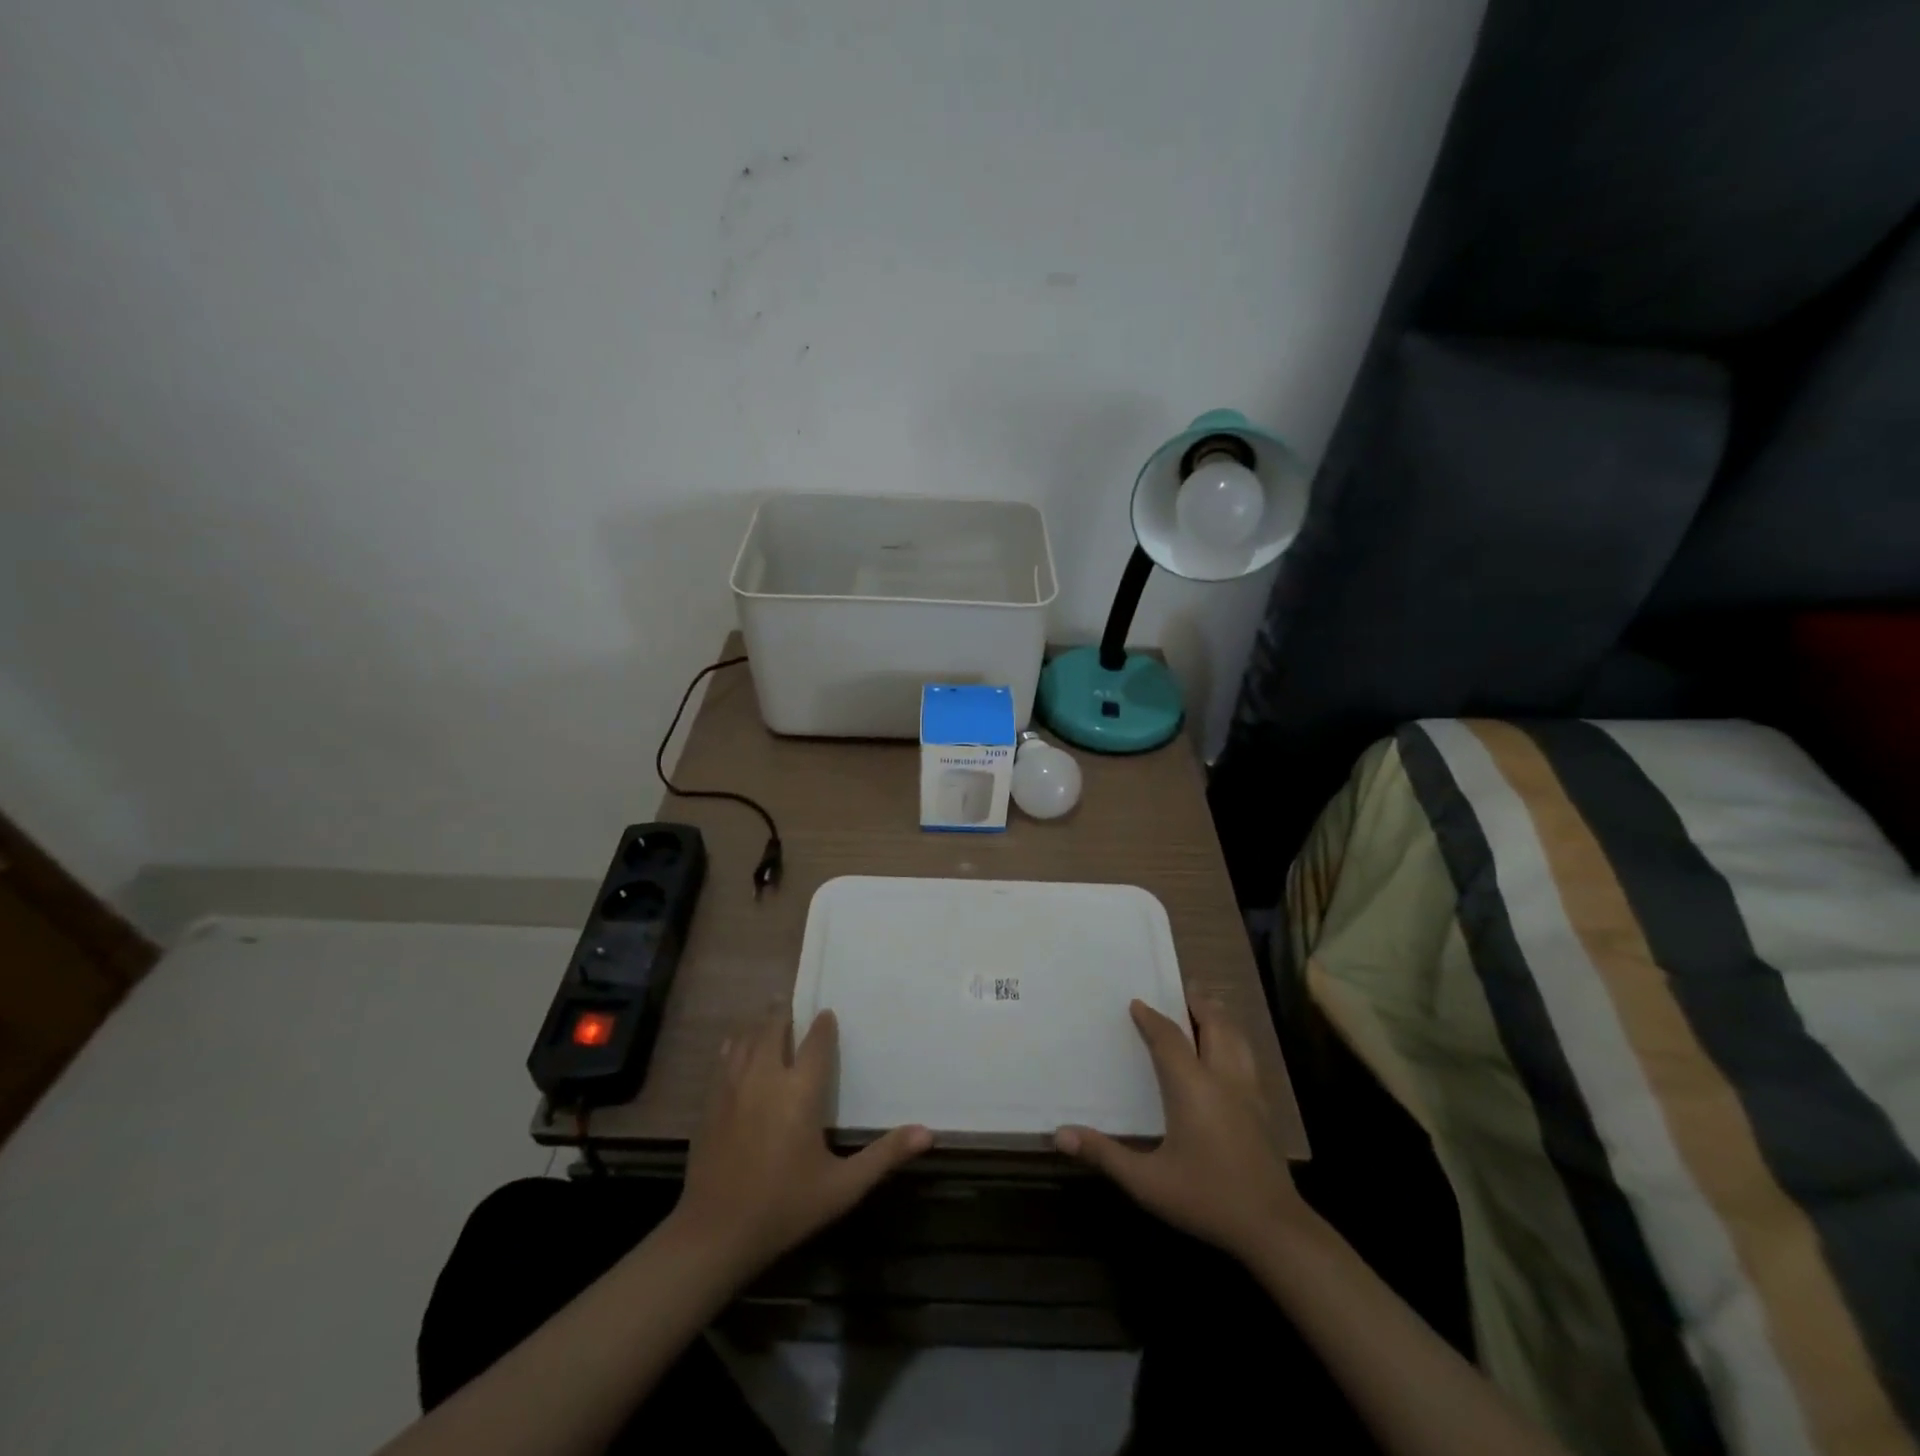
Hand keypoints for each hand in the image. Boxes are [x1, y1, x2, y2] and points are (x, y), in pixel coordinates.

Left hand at [672, 1009, 931, 1275]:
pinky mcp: (711, 1103)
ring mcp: (734, 1088)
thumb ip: (884, 1155)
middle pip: (775, 1030)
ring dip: (760, 1024)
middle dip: (785, 1014)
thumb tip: (928, 1133)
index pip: (816, 1043)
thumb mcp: (842, 1187)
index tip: (828, 1014)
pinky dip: (735, 1046)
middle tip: (793, 1001)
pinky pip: (724, 1060)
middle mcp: (767, 1078)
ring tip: (769, 1014)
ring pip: (747, 1039)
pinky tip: (736, 1045)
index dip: (823, 1025)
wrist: (715, 1234)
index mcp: (800, 1091)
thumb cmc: (785, 1207)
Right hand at [1056, 999, 1304, 1261]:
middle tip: (1184, 986)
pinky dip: (1235, 1040)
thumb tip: (1059, 1134)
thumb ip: (1104, 1154)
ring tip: (1208, 1007)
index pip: (1169, 1038)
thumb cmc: (1205, 1198)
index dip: (1152, 1018)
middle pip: (1214, 1025)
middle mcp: (1222, 1078)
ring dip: (1220, 1017)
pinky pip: (1248, 1058)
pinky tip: (1230, 1053)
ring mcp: (1249, 1093)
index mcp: (1192, 1086)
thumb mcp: (1147, 1181)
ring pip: (1237, 1038)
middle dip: (1198, 1003)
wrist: (1272, 1228)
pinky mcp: (1264, 1110)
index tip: (1137, 1003)